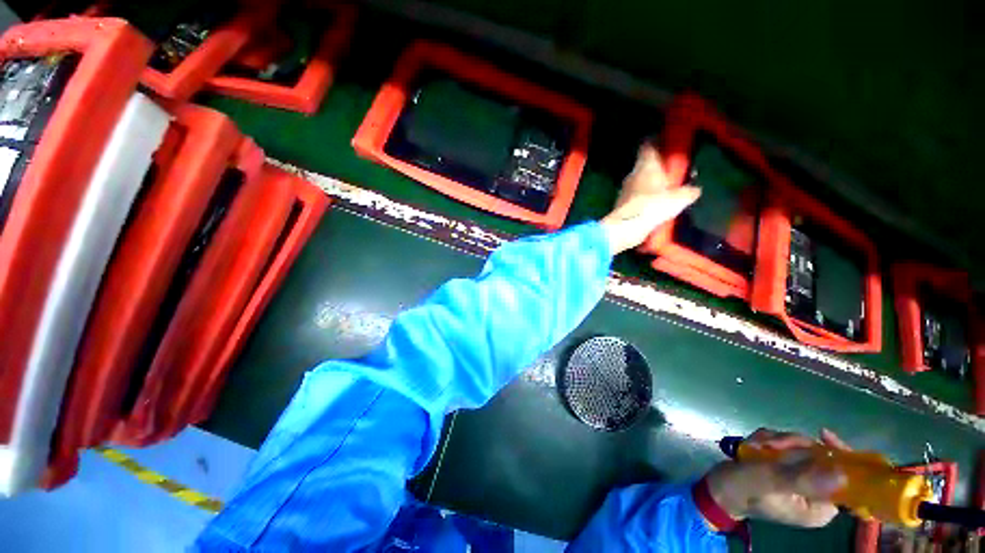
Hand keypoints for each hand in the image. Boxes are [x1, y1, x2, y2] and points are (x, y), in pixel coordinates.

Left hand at [600, 141, 700, 253]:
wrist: (626, 228)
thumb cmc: (653, 206)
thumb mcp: (678, 198)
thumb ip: (688, 192)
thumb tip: (695, 190)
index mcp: (646, 166)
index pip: (648, 146)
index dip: (656, 141)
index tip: (665, 140)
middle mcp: (633, 174)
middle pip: (644, 164)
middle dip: (656, 165)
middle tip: (670, 168)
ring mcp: (625, 190)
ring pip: (639, 180)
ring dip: (649, 183)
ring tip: (664, 188)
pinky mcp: (622, 204)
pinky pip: (635, 196)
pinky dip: (643, 197)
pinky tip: (653, 204)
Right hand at [704, 428, 850, 527]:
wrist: (717, 486)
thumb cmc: (743, 488)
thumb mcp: (770, 482)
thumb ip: (803, 479)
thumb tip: (842, 476)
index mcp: (820, 506)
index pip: (847, 481)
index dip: (840, 456)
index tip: (823, 435)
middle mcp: (815, 493)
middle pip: (820, 458)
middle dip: (792, 445)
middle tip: (769, 443)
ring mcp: (799, 480)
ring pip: (801, 448)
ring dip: (776, 441)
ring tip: (754, 446)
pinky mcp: (785, 468)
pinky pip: (786, 446)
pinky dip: (768, 441)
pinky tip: (752, 445)